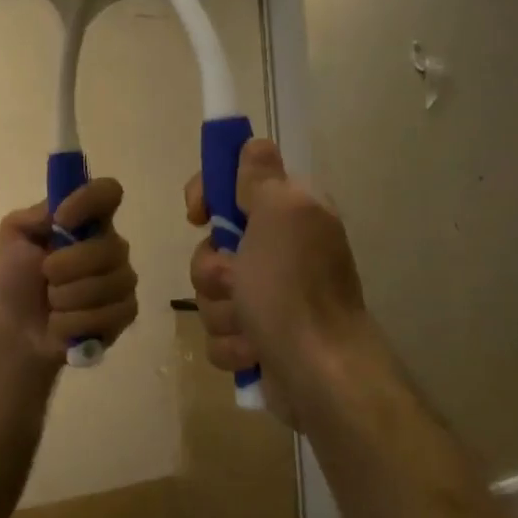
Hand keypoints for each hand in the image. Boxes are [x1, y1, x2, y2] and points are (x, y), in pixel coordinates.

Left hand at [0, 178, 139, 365]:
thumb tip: (59, 211)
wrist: (20, 328)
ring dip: (66, 298)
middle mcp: (111, 244)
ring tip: (52, 303)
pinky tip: (63, 323)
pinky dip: (75, 323)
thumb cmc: (18, 278)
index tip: (61, 221)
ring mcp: (123, 279)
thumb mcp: (13, 238)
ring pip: (107, 285)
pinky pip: (109, 314)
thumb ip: (32, 216)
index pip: (108, 191)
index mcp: (87, 220)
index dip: (88, 202)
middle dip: (65, 267)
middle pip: (108, 247)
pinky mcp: (126, 311)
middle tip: (45, 276)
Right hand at [185, 140, 369, 416]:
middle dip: (213, 271)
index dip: (207, 195)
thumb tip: (254, 144)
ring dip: (223, 313)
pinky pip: (218, 332)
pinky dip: (232, 345)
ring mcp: (268, 298)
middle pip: (211, 247)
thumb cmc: (294, 290)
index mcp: (289, 215)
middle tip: (238, 282)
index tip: (198, 215)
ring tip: (252, 327)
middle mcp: (279, 252)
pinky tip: (255, 353)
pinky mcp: (257, 338)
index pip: (232, 185)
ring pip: (210, 293)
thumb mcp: (281, 216)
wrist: (319, 374)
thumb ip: (261, 177)